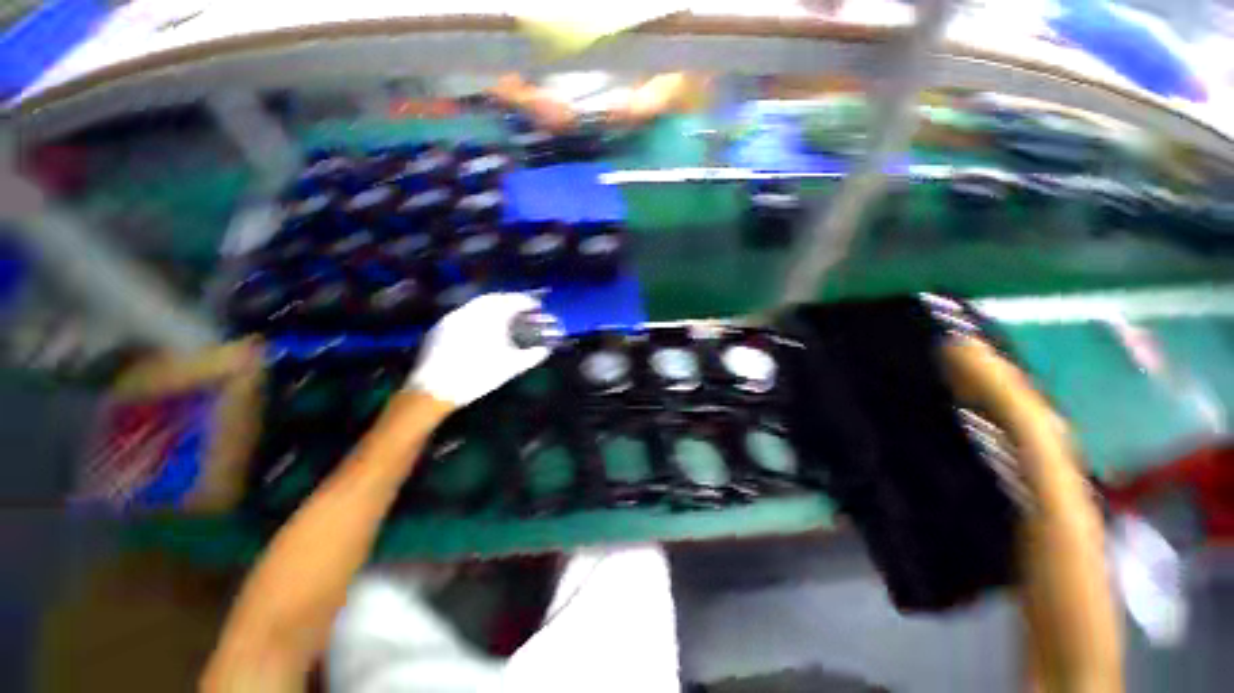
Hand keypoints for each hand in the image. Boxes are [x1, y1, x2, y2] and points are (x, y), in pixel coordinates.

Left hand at [407, 293, 550, 406]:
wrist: (434, 389)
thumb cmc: (478, 376)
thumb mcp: (510, 368)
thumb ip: (531, 356)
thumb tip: (545, 350)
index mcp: (489, 318)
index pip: (511, 301)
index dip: (526, 301)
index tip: (536, 304)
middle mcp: (470, 311)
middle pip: (494, 298)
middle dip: (510, 300)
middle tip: (522, 308)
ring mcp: (452, 318)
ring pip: (477, 305)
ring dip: (493, 307)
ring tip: (504, 317)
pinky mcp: (440, 327)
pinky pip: (464, 313)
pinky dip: (478, 315)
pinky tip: (482, 328)